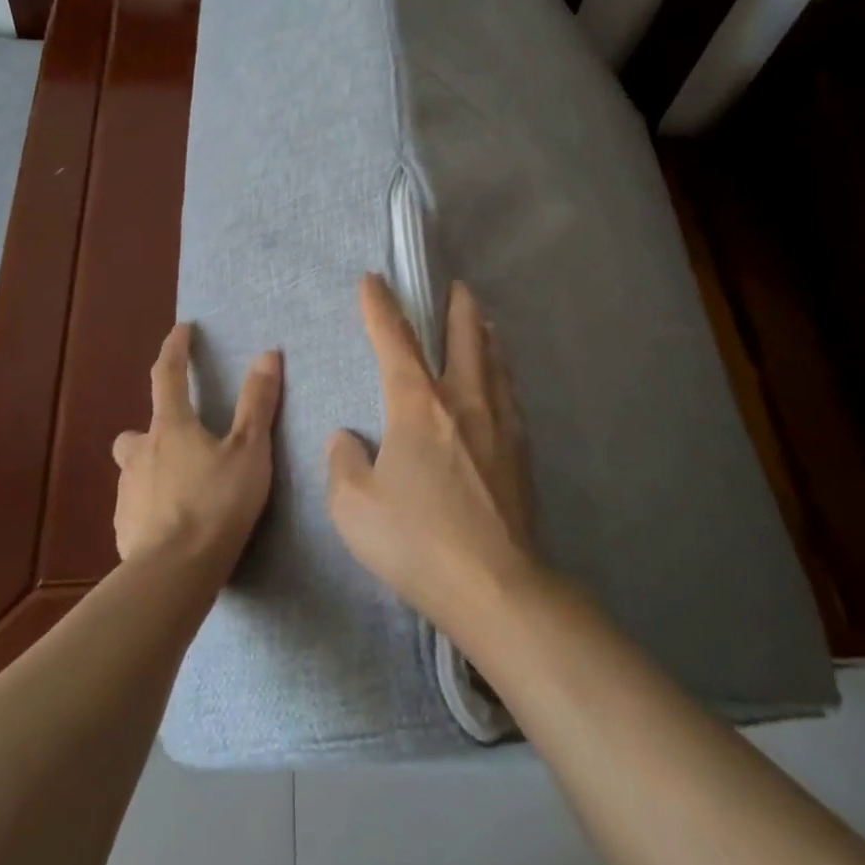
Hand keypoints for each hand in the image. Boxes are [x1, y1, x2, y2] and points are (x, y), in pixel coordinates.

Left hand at [113, 323, 281, 574]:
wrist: (174, 573)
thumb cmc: (216, 503)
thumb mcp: (249, 451)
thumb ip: (257, 404)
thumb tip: (267, 354)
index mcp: (171, 428)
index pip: (167, 375)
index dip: (175, 349)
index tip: (183, 330)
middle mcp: (141, 454)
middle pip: (138, 430)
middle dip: (154, 429)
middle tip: (181, 440)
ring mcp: (128, 493)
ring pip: (134, 470)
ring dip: (152, 469)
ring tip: (182, 488)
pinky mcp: (124, 529)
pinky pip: (136, 507)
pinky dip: (151, 507)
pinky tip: (173, 525)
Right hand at [327, 275, 540, 631]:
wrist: (495, 585)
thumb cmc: (416, 540)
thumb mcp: (354, 506)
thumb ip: (343, 463)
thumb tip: (347, 439)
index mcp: (418, 405)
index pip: (395, 340)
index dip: (379, 306)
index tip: (372, 279)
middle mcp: (463, 400)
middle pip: (464, 337)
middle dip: (458, 307)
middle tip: (458, 287)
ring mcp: (499, 424)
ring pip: (495, 363)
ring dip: (486, 335)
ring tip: (484, 322)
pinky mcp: (521, 452)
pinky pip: (510, 395)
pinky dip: (503, 373)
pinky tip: (504, 383)